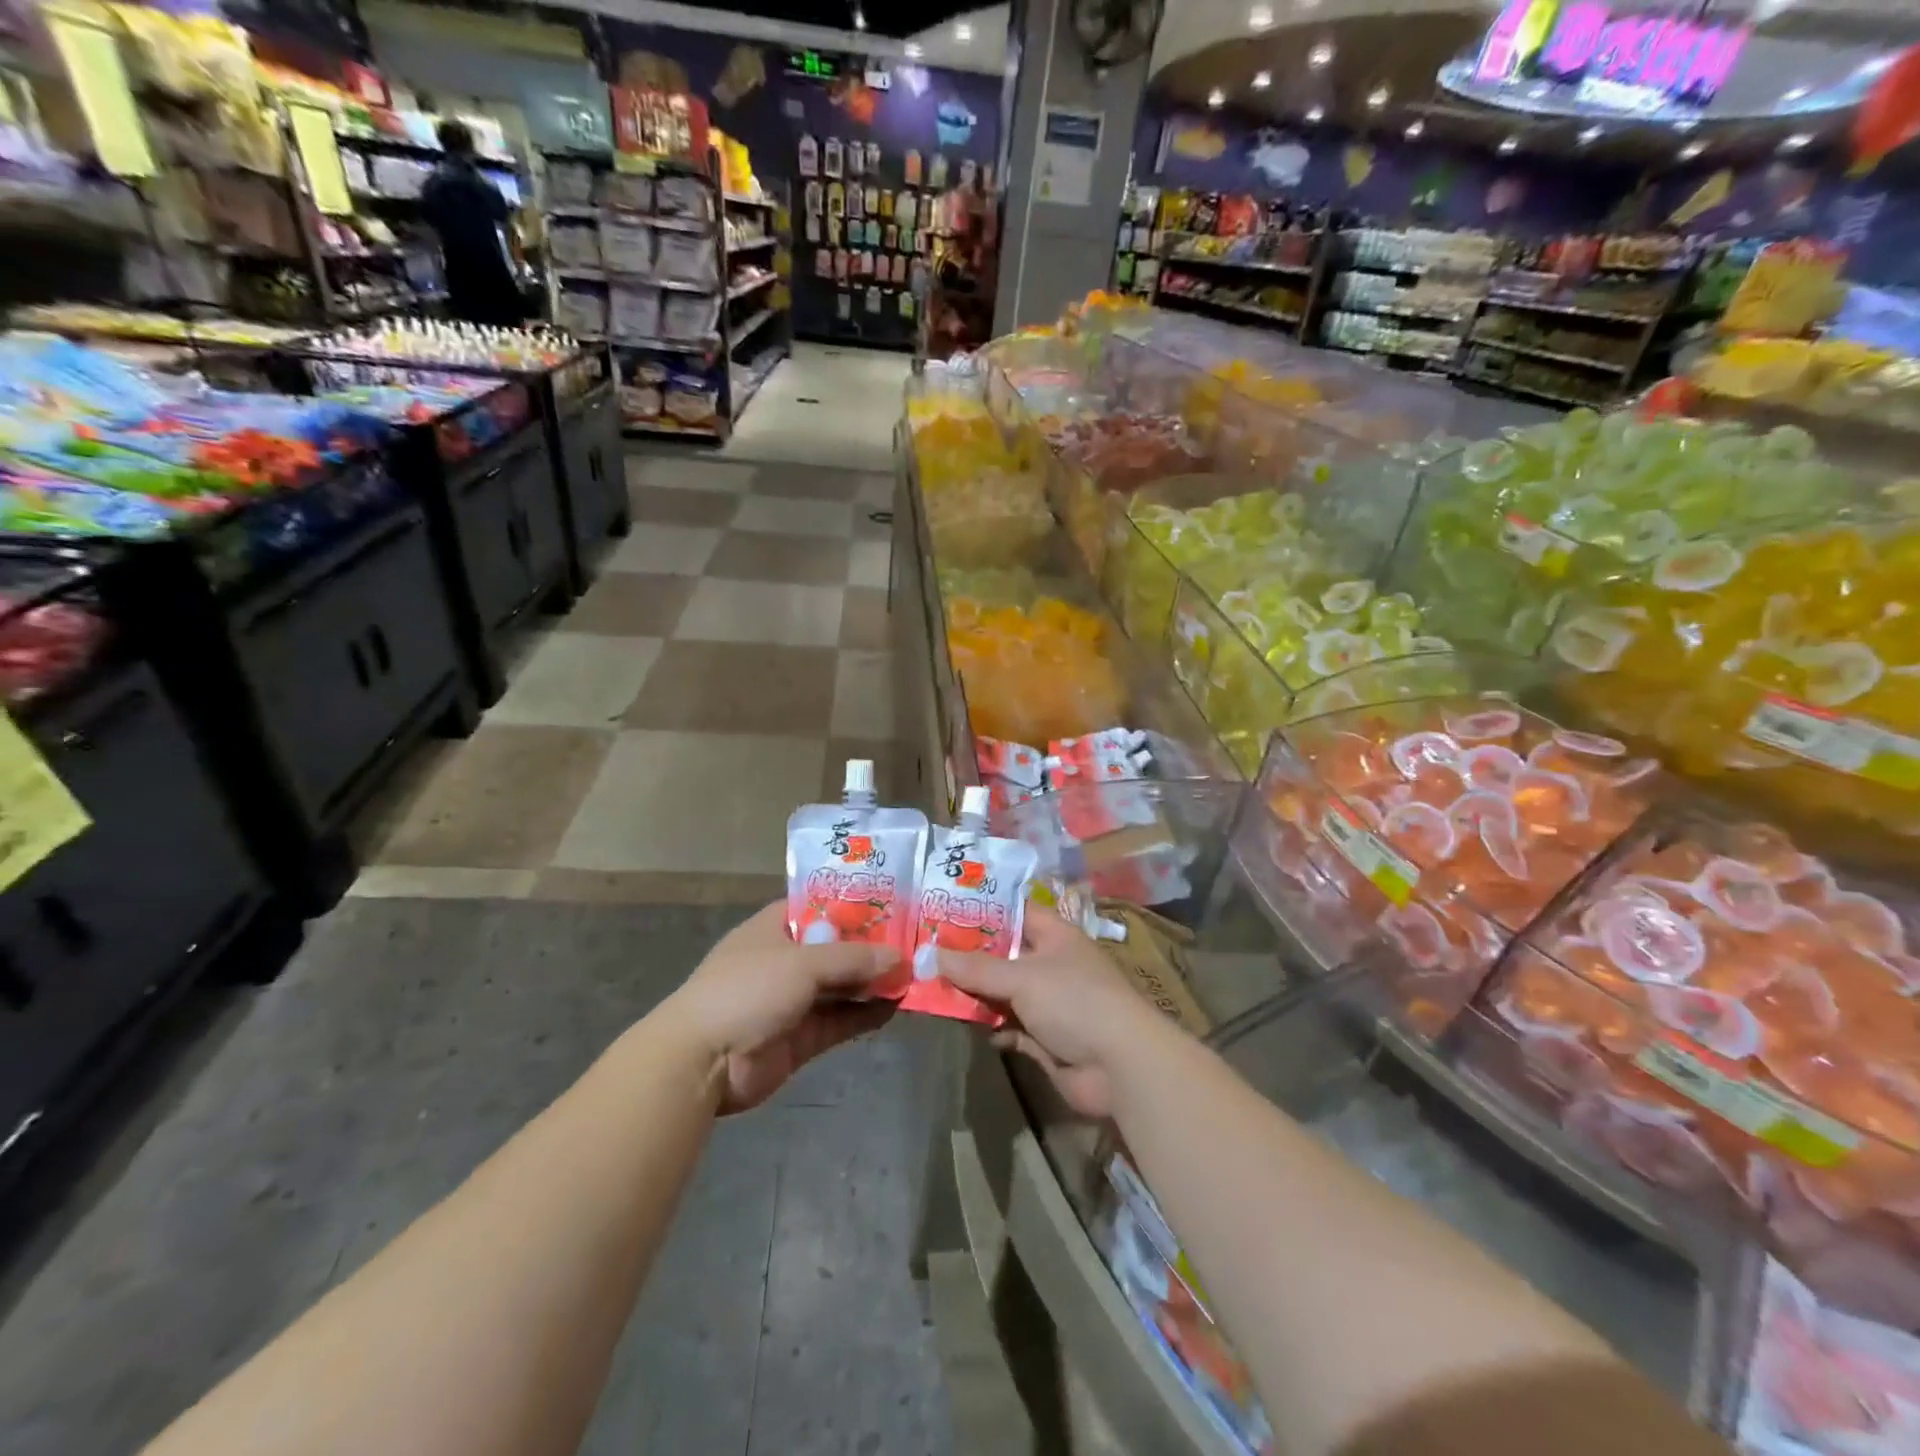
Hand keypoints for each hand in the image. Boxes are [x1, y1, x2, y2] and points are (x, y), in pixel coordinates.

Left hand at [666, 902, 895, 1114]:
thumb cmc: (747, 990)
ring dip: (874, 983)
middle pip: (838, 948)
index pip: (822, 907)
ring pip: (843, 986)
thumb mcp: (802, 963)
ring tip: (916, 975)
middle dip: (874, 948)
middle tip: (918, 944)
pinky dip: (866, 1014)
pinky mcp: (802, 1037)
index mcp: (776, 928)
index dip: (857, 906)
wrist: (702, 1062)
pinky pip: (841, 1021)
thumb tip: (899, 959)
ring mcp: (794, 1000)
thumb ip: (852, 959)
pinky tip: (897, 1007)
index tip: (897, 904)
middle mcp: (786, 960)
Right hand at [940, 908, 1168, 1117]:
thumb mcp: (1021, 977)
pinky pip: (1010, 1027)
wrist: (1119, 1065)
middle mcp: (1051, 965)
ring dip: (976, 995)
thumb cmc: (1074, 1001)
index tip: (944, 907)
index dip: (983, 908)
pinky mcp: (1045, 1039)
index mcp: (1054, 936)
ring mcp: (1049, 1003)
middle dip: (970, 956)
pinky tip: (967, 1026)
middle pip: (1004, 954)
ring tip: (934, 988)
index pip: (1015, 911)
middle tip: (927, 951)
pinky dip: (992, 1027)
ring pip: (1003, 993)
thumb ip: (976, 969)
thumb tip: (932, 954)